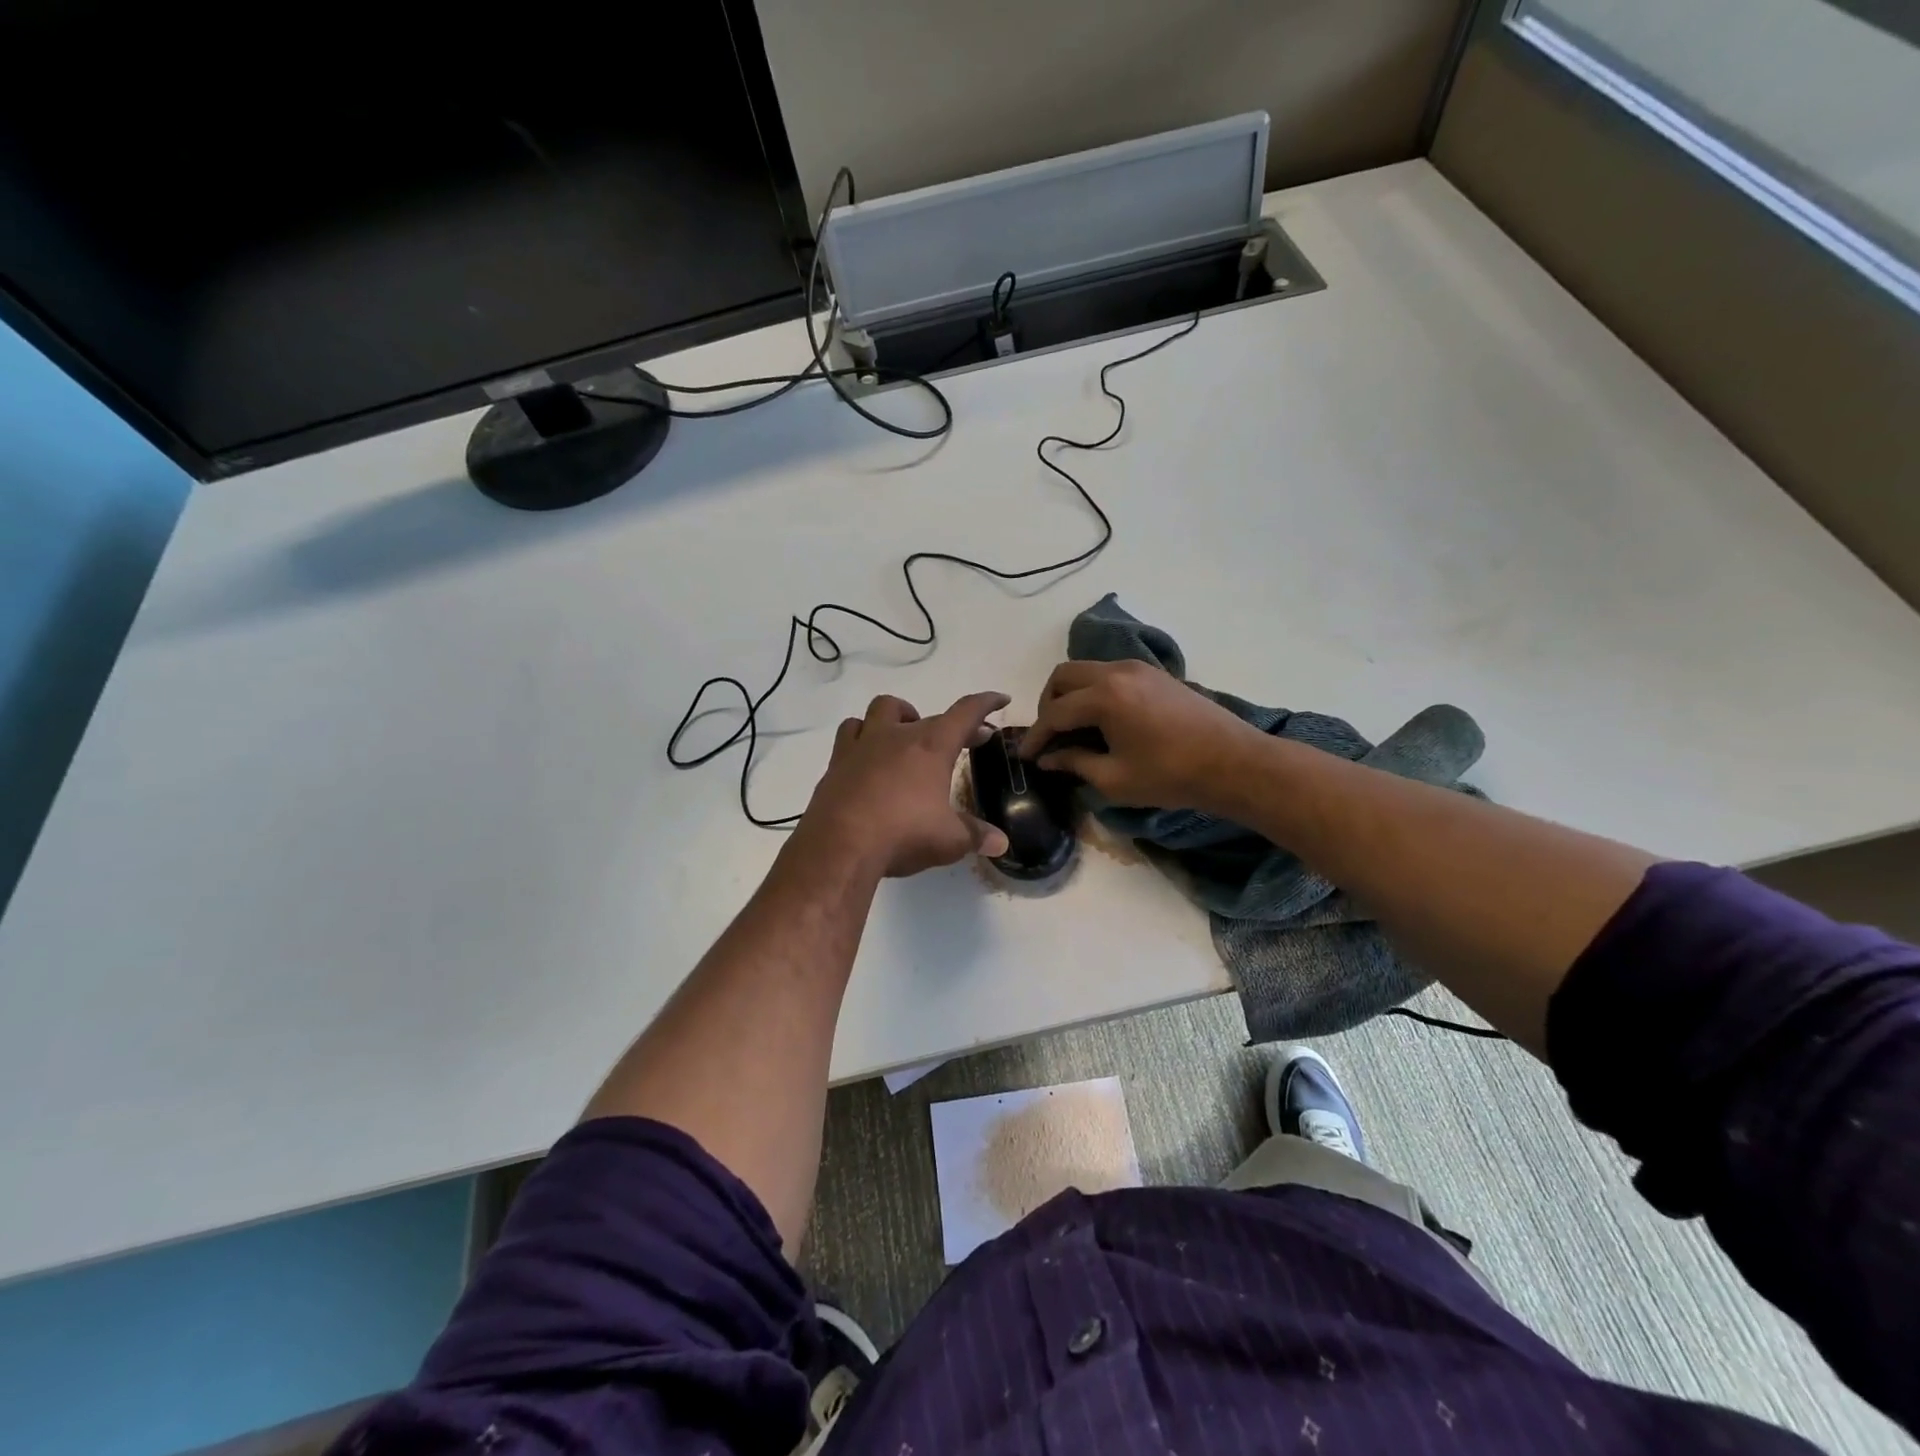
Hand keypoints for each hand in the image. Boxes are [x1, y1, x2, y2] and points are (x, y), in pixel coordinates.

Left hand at [799, 692, 1012, 876]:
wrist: (839, 846)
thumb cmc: (902, 834)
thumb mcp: (948, 840)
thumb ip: (975, 835)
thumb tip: (1001, 842)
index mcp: (931, 746)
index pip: (966, 712)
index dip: (986, 703)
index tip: (1000, 699)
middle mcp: (897, 736)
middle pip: (927, 715)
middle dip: (948, 725)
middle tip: (960, 743)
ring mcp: (862, 746)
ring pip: (881, 710)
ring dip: (898, 717)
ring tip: (906, 738)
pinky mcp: (836, 763)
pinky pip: (849, 734)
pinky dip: (863, 739)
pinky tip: (868, 759)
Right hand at [1020, 660, 1260, 810]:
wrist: (1235, 763)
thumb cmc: (1171, 776)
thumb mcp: (1115, 779)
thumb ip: (1075, 763)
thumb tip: (1049, 758)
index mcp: (1104, 697)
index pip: (1055, 712)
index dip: (1036, 736)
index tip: (1025, 756)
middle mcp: (1117, 672)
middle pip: (1064, 676)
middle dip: (1048, 704)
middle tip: (1049, 735)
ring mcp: (1139, 668)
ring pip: (1088, 671)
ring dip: (1072, 695)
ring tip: (1073, 728)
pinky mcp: (1156, 674)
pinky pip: (1111, 673)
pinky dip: (1095, 691)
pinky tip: (1102, 720)